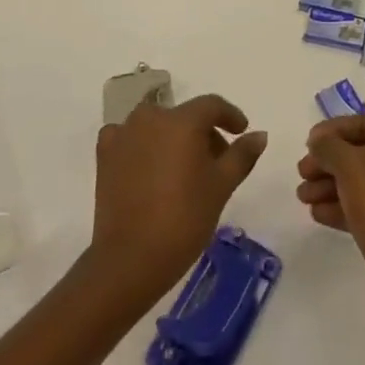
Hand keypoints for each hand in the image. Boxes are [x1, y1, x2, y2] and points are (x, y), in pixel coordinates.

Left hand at [90, 94, 267, 307]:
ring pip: (158, 126)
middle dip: (204, 134)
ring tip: (184, 171)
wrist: (130, 259)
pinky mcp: (105, 154)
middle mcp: (151, 117)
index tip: (241, 132)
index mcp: (182, 120)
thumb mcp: (222, 186)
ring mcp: (124, 134)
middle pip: (185, 117)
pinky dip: (143, 147)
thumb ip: (242, 154)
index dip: (230, 116)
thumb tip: (259, 134)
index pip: (212, 105)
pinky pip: (130, 139)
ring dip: (174, 140)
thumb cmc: (184, 218)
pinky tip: (150, 171)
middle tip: (216, 164)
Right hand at [296, 113, 364, 322]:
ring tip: (302, 197)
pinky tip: (316, 214)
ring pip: (359, 181)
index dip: (333, 130)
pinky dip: (340, 206)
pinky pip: (364, 206)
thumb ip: (328, 146)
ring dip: (328, 185)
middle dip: (327, 161)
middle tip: (302, 172)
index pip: (363, 122)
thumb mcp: (347, 162)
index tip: (309, 142)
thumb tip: (319, 142)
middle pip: (359, 152)